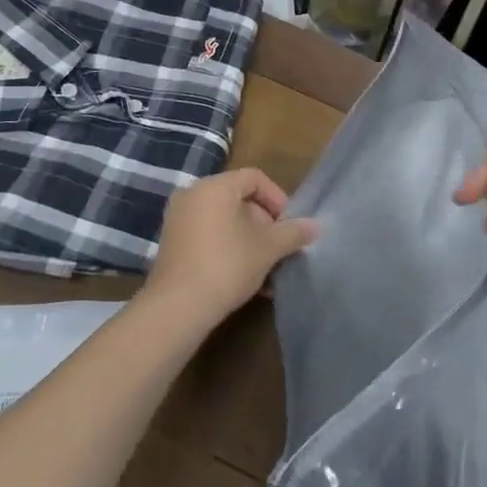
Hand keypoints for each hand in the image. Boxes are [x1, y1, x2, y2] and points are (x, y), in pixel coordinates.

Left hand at [143, 167, 319, 324]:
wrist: (177, 308)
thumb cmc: (227, 265)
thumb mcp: (268, 248)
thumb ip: (293, 232)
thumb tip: (315, 226)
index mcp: (215, 186)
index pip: (254, 178)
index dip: (277, 198)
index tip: (289, 224)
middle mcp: (192, 195)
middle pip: (238, 200)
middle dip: (263, 224)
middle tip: (278, 248)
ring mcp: (177, 220)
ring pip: (224, 222)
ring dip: (248, 241)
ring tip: (266, 269)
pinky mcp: (171, 245)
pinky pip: (207, 237)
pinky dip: (228, 249)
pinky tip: (245, 279)